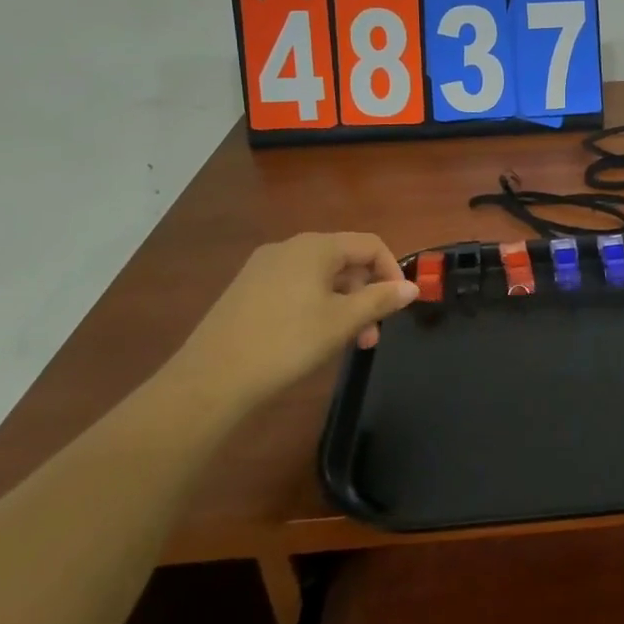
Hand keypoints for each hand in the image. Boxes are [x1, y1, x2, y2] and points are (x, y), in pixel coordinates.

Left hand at [164, 233, 418, 410]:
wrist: (212, 379)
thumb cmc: (288, 343)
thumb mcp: (343, 322)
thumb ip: (380, 300)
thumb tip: (411, 287)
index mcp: (315, 247)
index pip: (370, 244)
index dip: (392, 271)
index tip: (399, 306)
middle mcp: (288, 248)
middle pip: (344, 260)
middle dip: (366, 294)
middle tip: (372, 335)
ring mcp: (263, 268)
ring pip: (320, 278)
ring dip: (343, 305)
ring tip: (346, 343)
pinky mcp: (247, 290)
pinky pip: (296, 288)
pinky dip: (316, 307)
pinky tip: (312, 339)